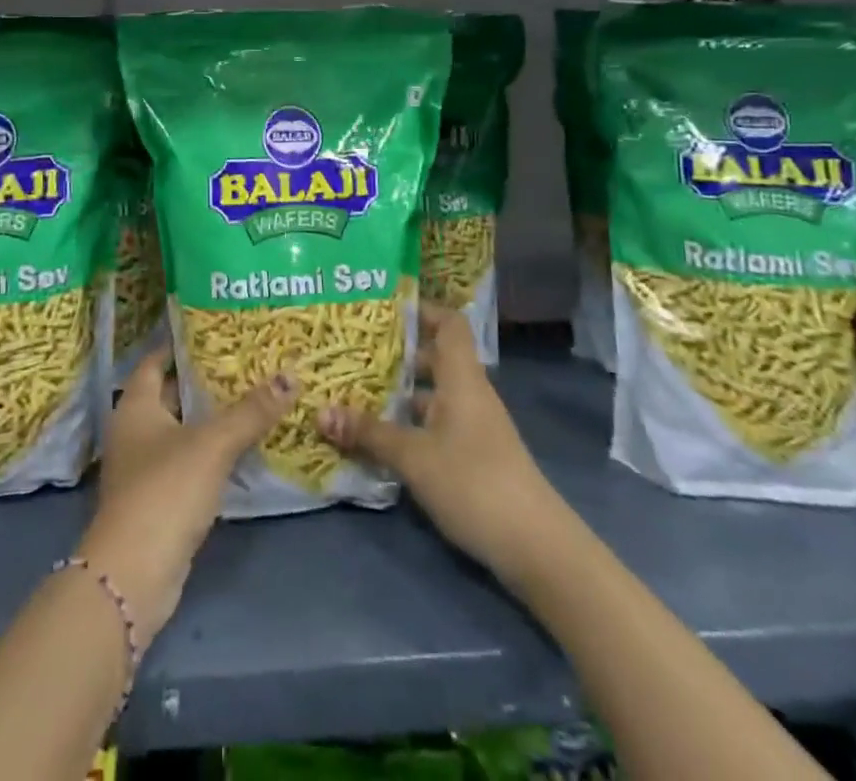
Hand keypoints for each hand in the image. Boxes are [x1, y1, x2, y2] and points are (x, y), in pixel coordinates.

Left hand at [78, 350, 295, 649]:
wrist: (134, 575)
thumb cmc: (166, 490)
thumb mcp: (213, 444)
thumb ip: (251, 411)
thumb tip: (291, 376)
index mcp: (136, 405)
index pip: (156, 360)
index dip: (181, 344)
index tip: (215, 329)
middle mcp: (134, 431)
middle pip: (172, 394)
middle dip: (205, 379)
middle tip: (246, 361)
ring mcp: (143, 468)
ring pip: (182, 430)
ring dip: (211, 417)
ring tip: (253, 396)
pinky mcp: (158, 500)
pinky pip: (188, 461)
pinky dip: (210, 451)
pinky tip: (242, 446)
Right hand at [317, 305, 556, 578]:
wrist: (536, 547)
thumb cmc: (474, 483)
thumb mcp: (414, 457)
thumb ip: (368, 433)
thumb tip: (319, 412)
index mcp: (462, 378)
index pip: (448, 324)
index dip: (421, 310)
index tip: (383, 309)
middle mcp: (469, 394)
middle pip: (435, 358)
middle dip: (397, 354)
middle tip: (354, 351)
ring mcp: (473, 426)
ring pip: (432, 395)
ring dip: (400, 393)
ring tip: (356, 391)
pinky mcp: (473, 456)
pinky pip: (435, 424)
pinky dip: (410, 424)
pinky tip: (381, 437)